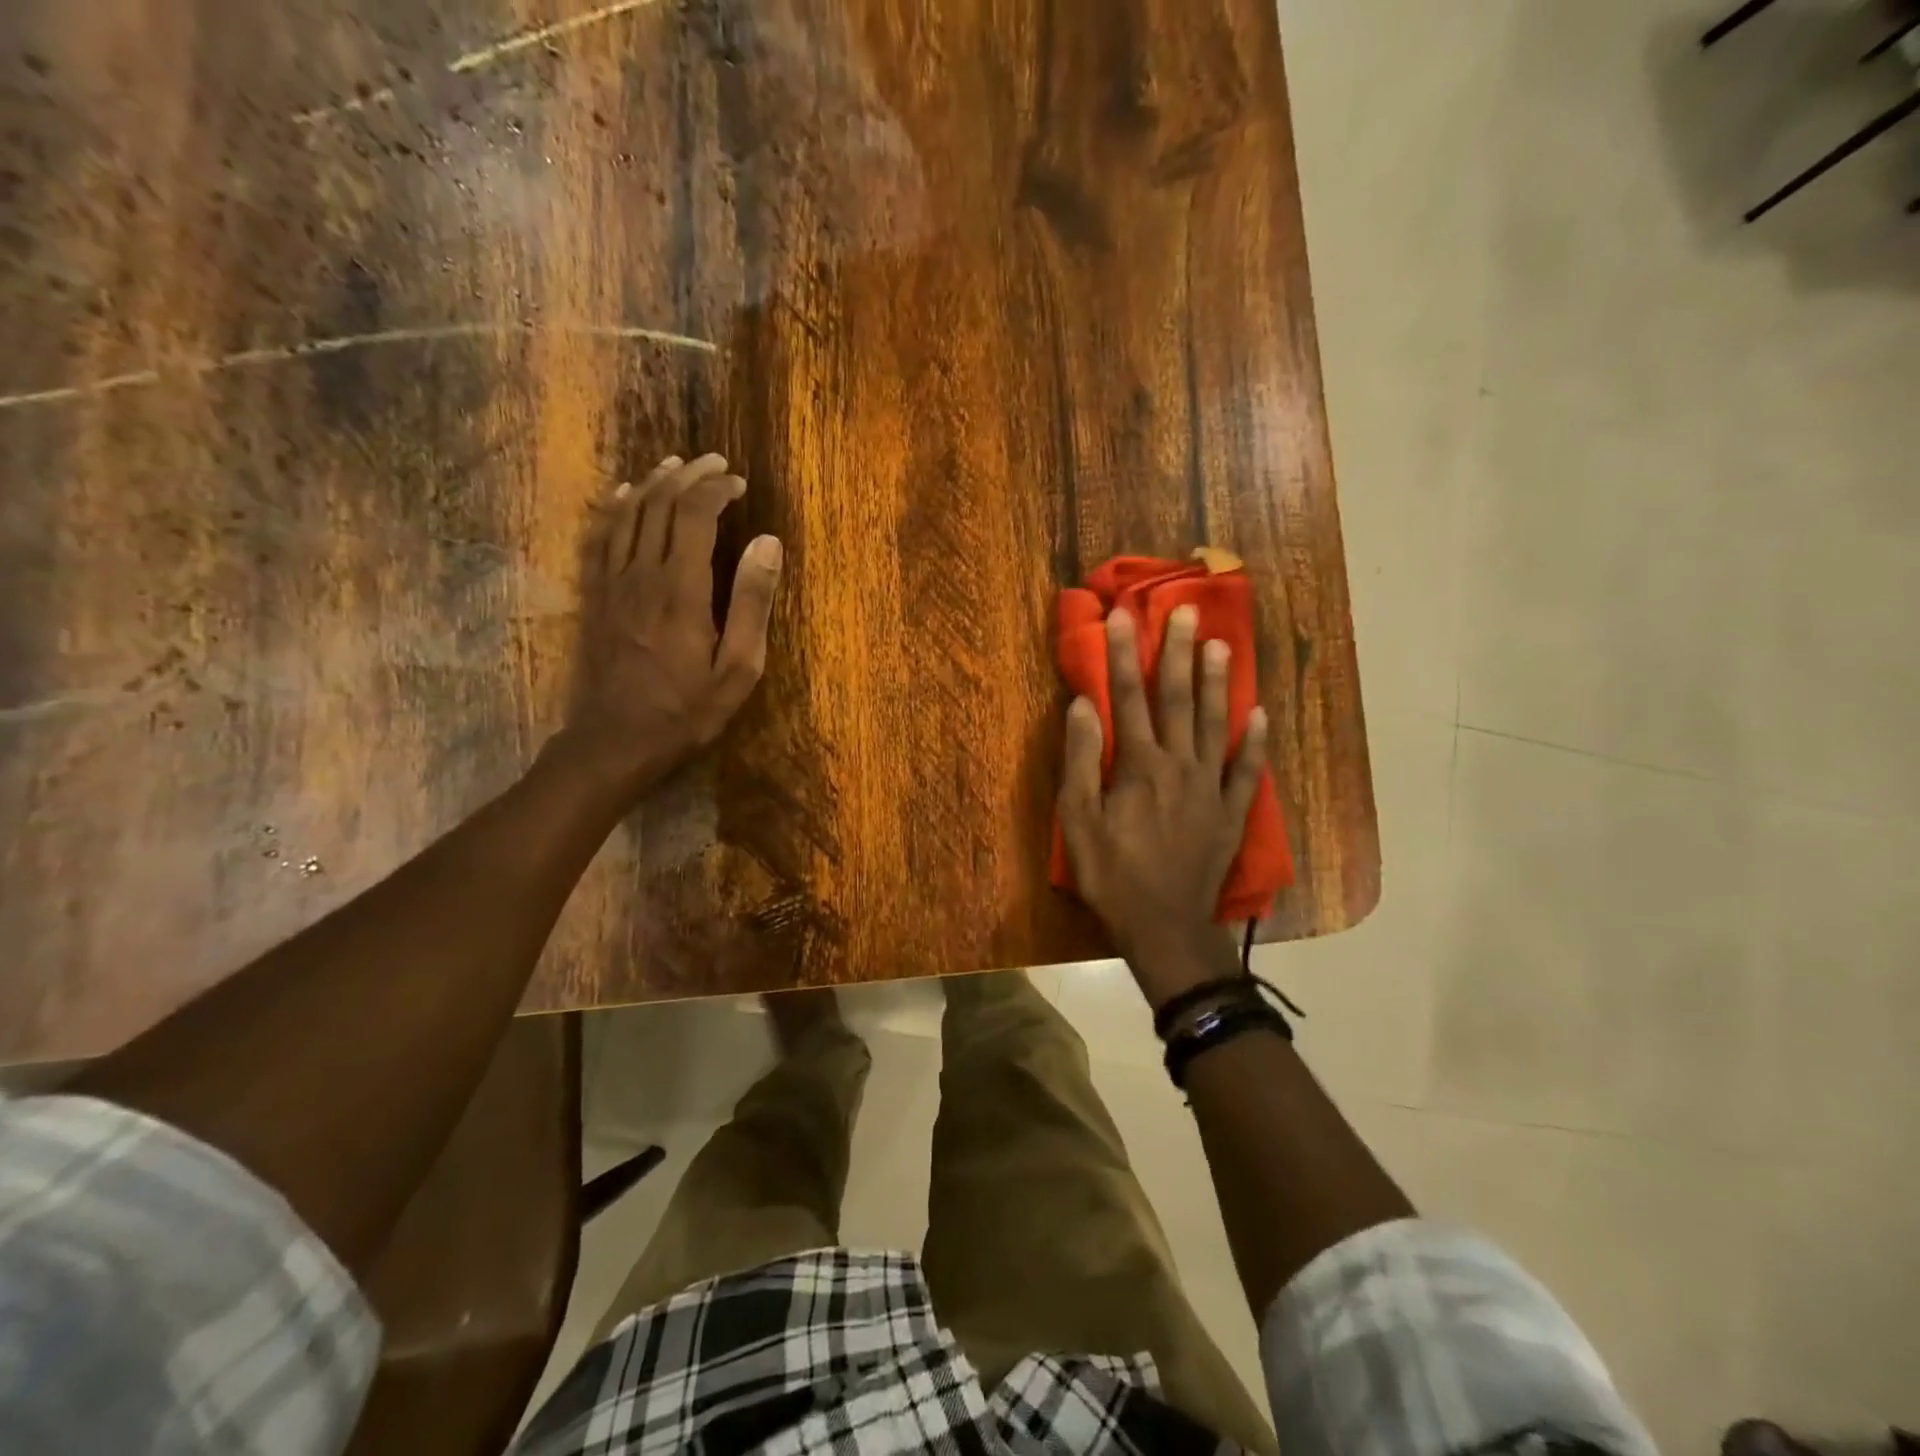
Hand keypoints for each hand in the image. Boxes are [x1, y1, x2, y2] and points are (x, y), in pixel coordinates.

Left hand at [565, 454, 782, 800]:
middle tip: (715, 464)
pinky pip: (599, 538)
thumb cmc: (686, 711)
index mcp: (682, 589)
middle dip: (689, 476)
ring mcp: (611, 583)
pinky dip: (613, 509)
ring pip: (628, 514)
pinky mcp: (594, 596)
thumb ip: (753, 603)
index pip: (696, 515)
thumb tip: (768, 543)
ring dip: (653, 484)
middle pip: (660, 505)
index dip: (717, 490)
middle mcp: (642, 574)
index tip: (740, 485)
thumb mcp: (738, 668)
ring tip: (675, 466)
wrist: (614, 741)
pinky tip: (622, 495)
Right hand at [1057, 605, 1267, 1006]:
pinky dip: (1256, 742)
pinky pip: (1249, 770)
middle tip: (1186, 612)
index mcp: (1139, 766)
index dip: (1123, 655)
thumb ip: (1082, 760)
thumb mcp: (1078, 821)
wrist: (1164, 927)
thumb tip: (1082, 705)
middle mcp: (1180, 765)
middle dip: (1178, 653)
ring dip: (1219, 683)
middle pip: (1179, 700)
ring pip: (1218, 724)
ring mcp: (1212, 787)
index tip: (1123, 615)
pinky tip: (1262, 714)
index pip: (1128, 698)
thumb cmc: (1112, 875)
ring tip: (1223, 645)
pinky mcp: (1232, 813)